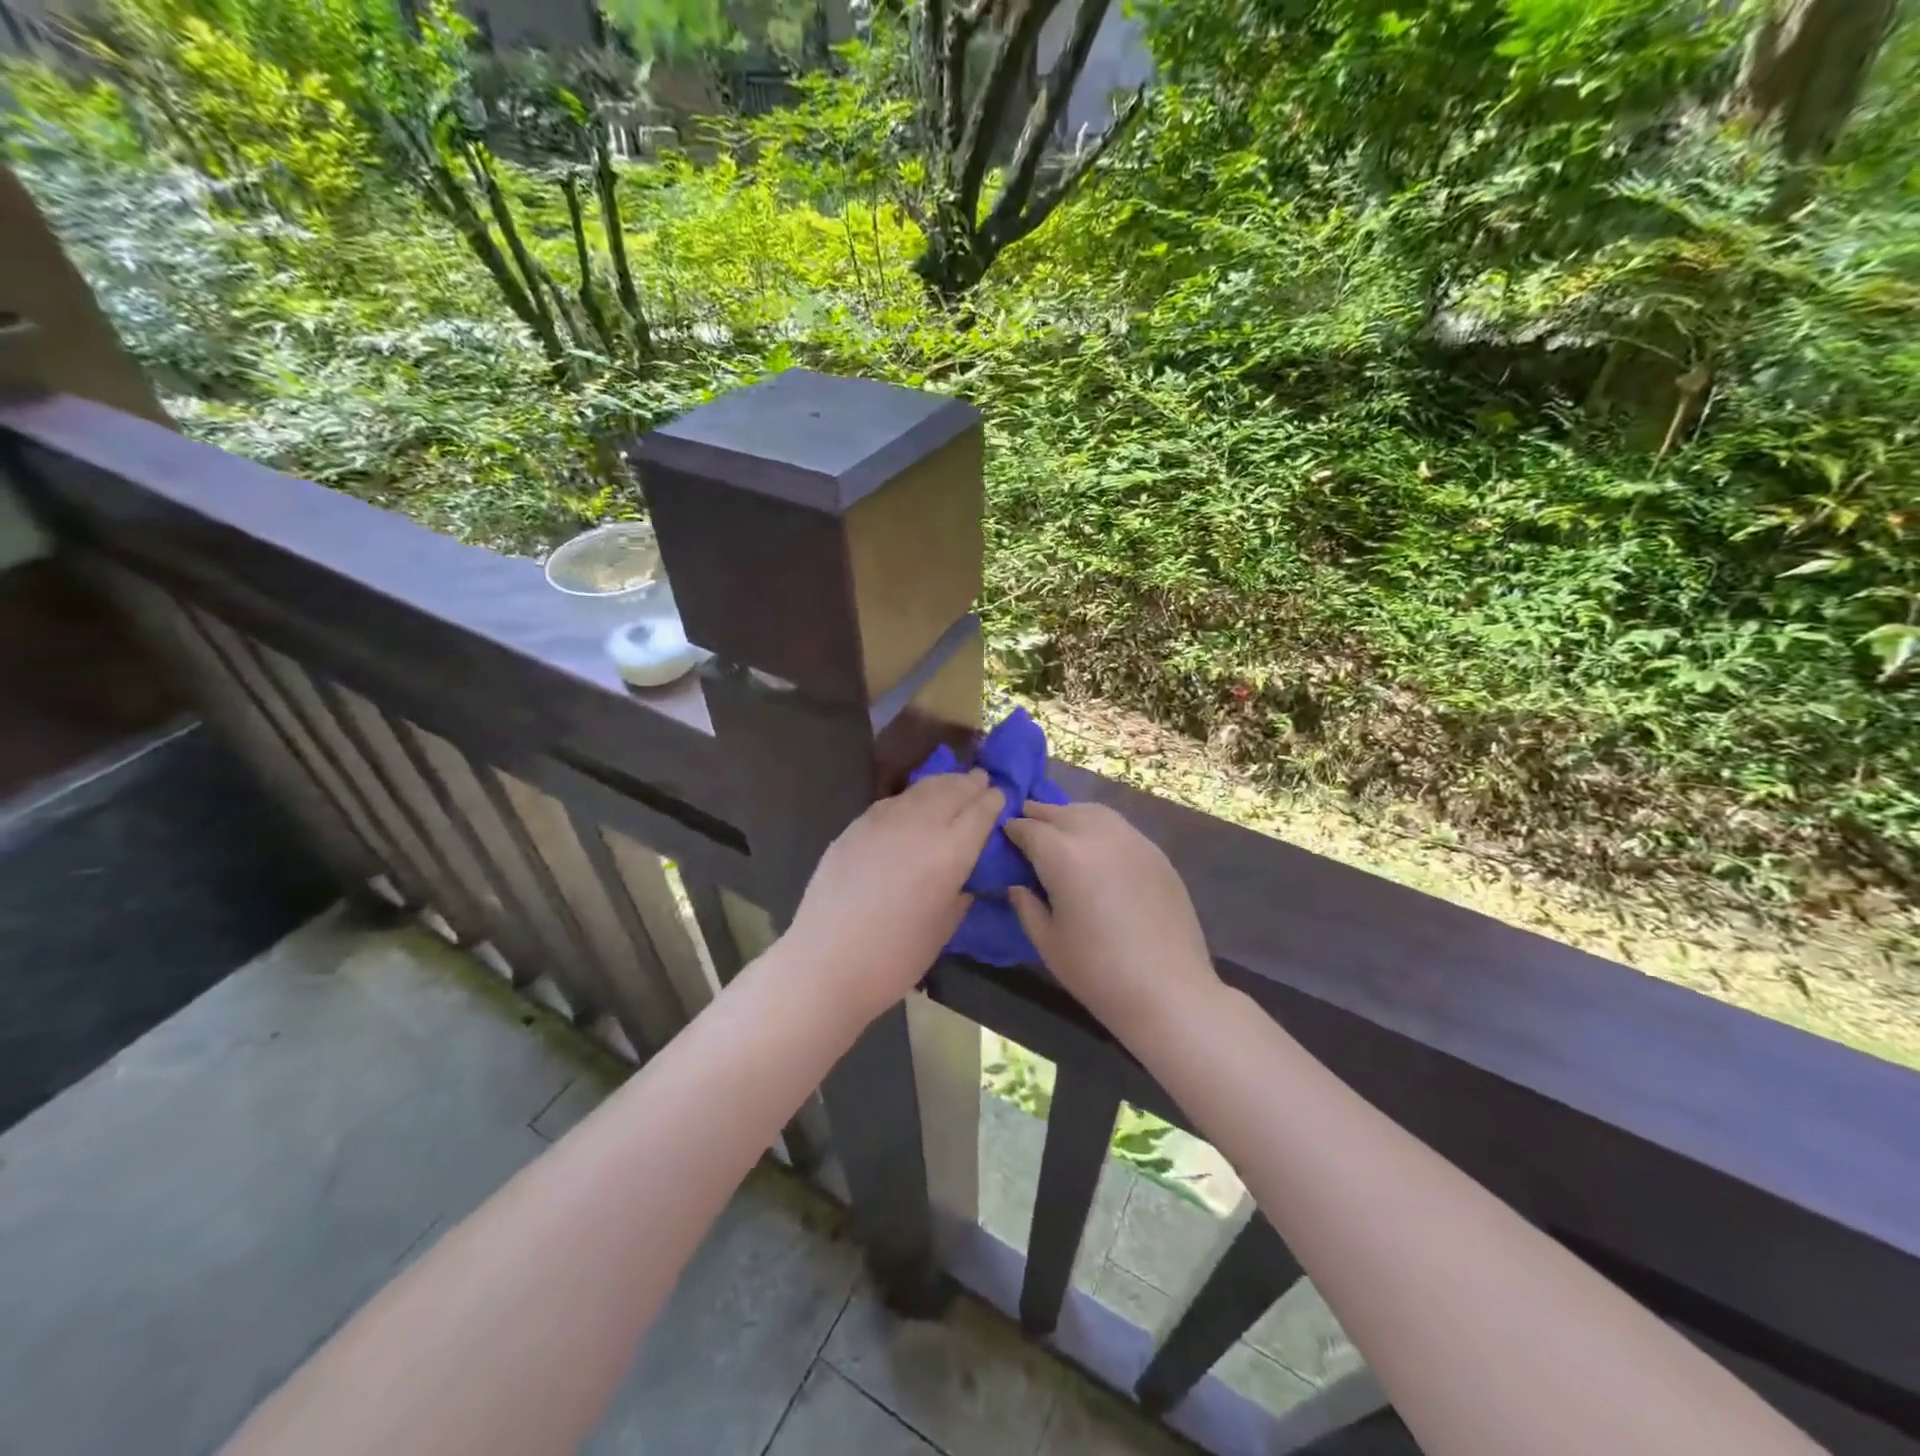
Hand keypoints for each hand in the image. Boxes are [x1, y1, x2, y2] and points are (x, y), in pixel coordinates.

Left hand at [785, 770, 1005, 1021]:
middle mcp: (920, 824)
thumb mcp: (944, 927)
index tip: (1001, 795)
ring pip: (921, 789)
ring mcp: (884, 821)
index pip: (980, 811)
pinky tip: (914, 803)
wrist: (826, 962)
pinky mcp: (856, 826)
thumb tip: (967, 875)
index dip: (993, 801)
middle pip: (952, 790)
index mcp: (950, 851)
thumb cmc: (894, 957)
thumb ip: (960, 891)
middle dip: (971, 783)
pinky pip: (893, 801)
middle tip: (982, 778)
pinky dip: (912, 796)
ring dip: (943, 783)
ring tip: (953, 782)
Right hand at [1005, 801, 1220, 1038]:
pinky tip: (1097, 849)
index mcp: (1063, 855)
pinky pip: (1120, 828)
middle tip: (1027, 826)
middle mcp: (1097, 836)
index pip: (1029, 829)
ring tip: (1061, 831)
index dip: (1013, 830)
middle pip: (1061, 812)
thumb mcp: (1047, 942)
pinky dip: (1099, 828)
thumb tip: (1017, 885)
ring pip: (1093, 812)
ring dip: (1071, 815)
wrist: (1168, 990)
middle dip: (1039, 815)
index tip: (1005, 835)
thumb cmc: (1097, 972)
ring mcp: (1132, 840)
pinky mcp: (1156, 853)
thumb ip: (1027, 905)